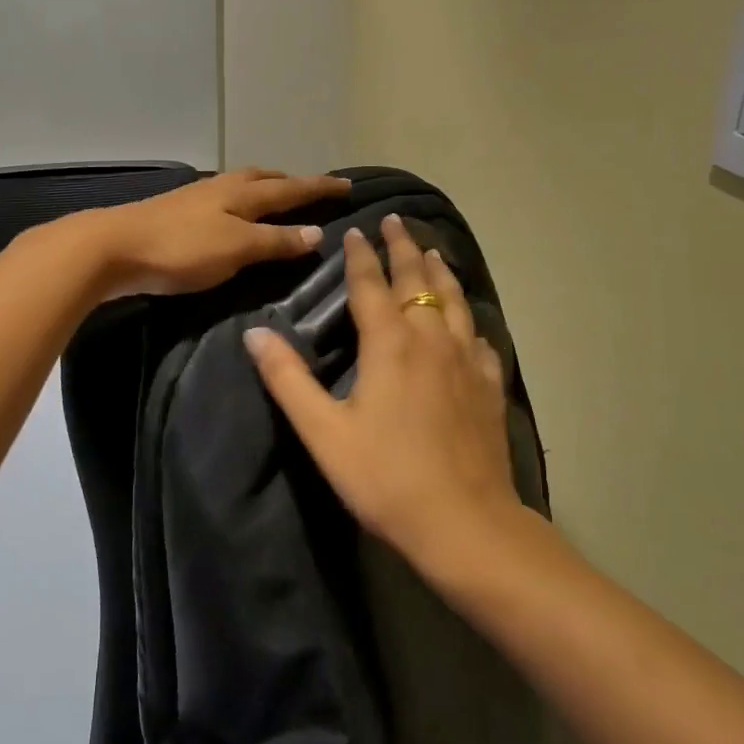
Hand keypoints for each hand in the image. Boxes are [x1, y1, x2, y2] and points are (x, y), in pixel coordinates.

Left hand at [85, 168, 352, 298]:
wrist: (112, 247)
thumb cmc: (181, 249)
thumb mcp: (236, 248)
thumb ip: (275, 241)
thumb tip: (317, 232)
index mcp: (242, 193)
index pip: (291, 189)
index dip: (320, 188)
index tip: (348, 184)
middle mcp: (222, 188)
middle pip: (264, 178)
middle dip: (290, 182)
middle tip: (310, 188)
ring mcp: (196, 198)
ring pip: (241, 186)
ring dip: (264, 189)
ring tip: (275, 198)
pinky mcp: (176, 212)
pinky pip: (222, 200)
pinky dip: (240, 203)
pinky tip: (231, 215)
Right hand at [244, 215, 527, 577]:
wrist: (464, 522)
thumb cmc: (385, 477)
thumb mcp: (323, 431)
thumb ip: (288, 379)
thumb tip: (255, 334)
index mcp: (389, 343)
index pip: (371, 285)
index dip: (360, 256)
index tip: (355, 231)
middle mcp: (431, 339)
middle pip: (417, 280)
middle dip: (404, 248)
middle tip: (397, 221)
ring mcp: (466, 360)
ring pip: (454, 300)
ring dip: (439, 271)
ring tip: (432, 251)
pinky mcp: (488, 385)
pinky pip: (479, 336)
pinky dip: (468, 317)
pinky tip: (468, 321)